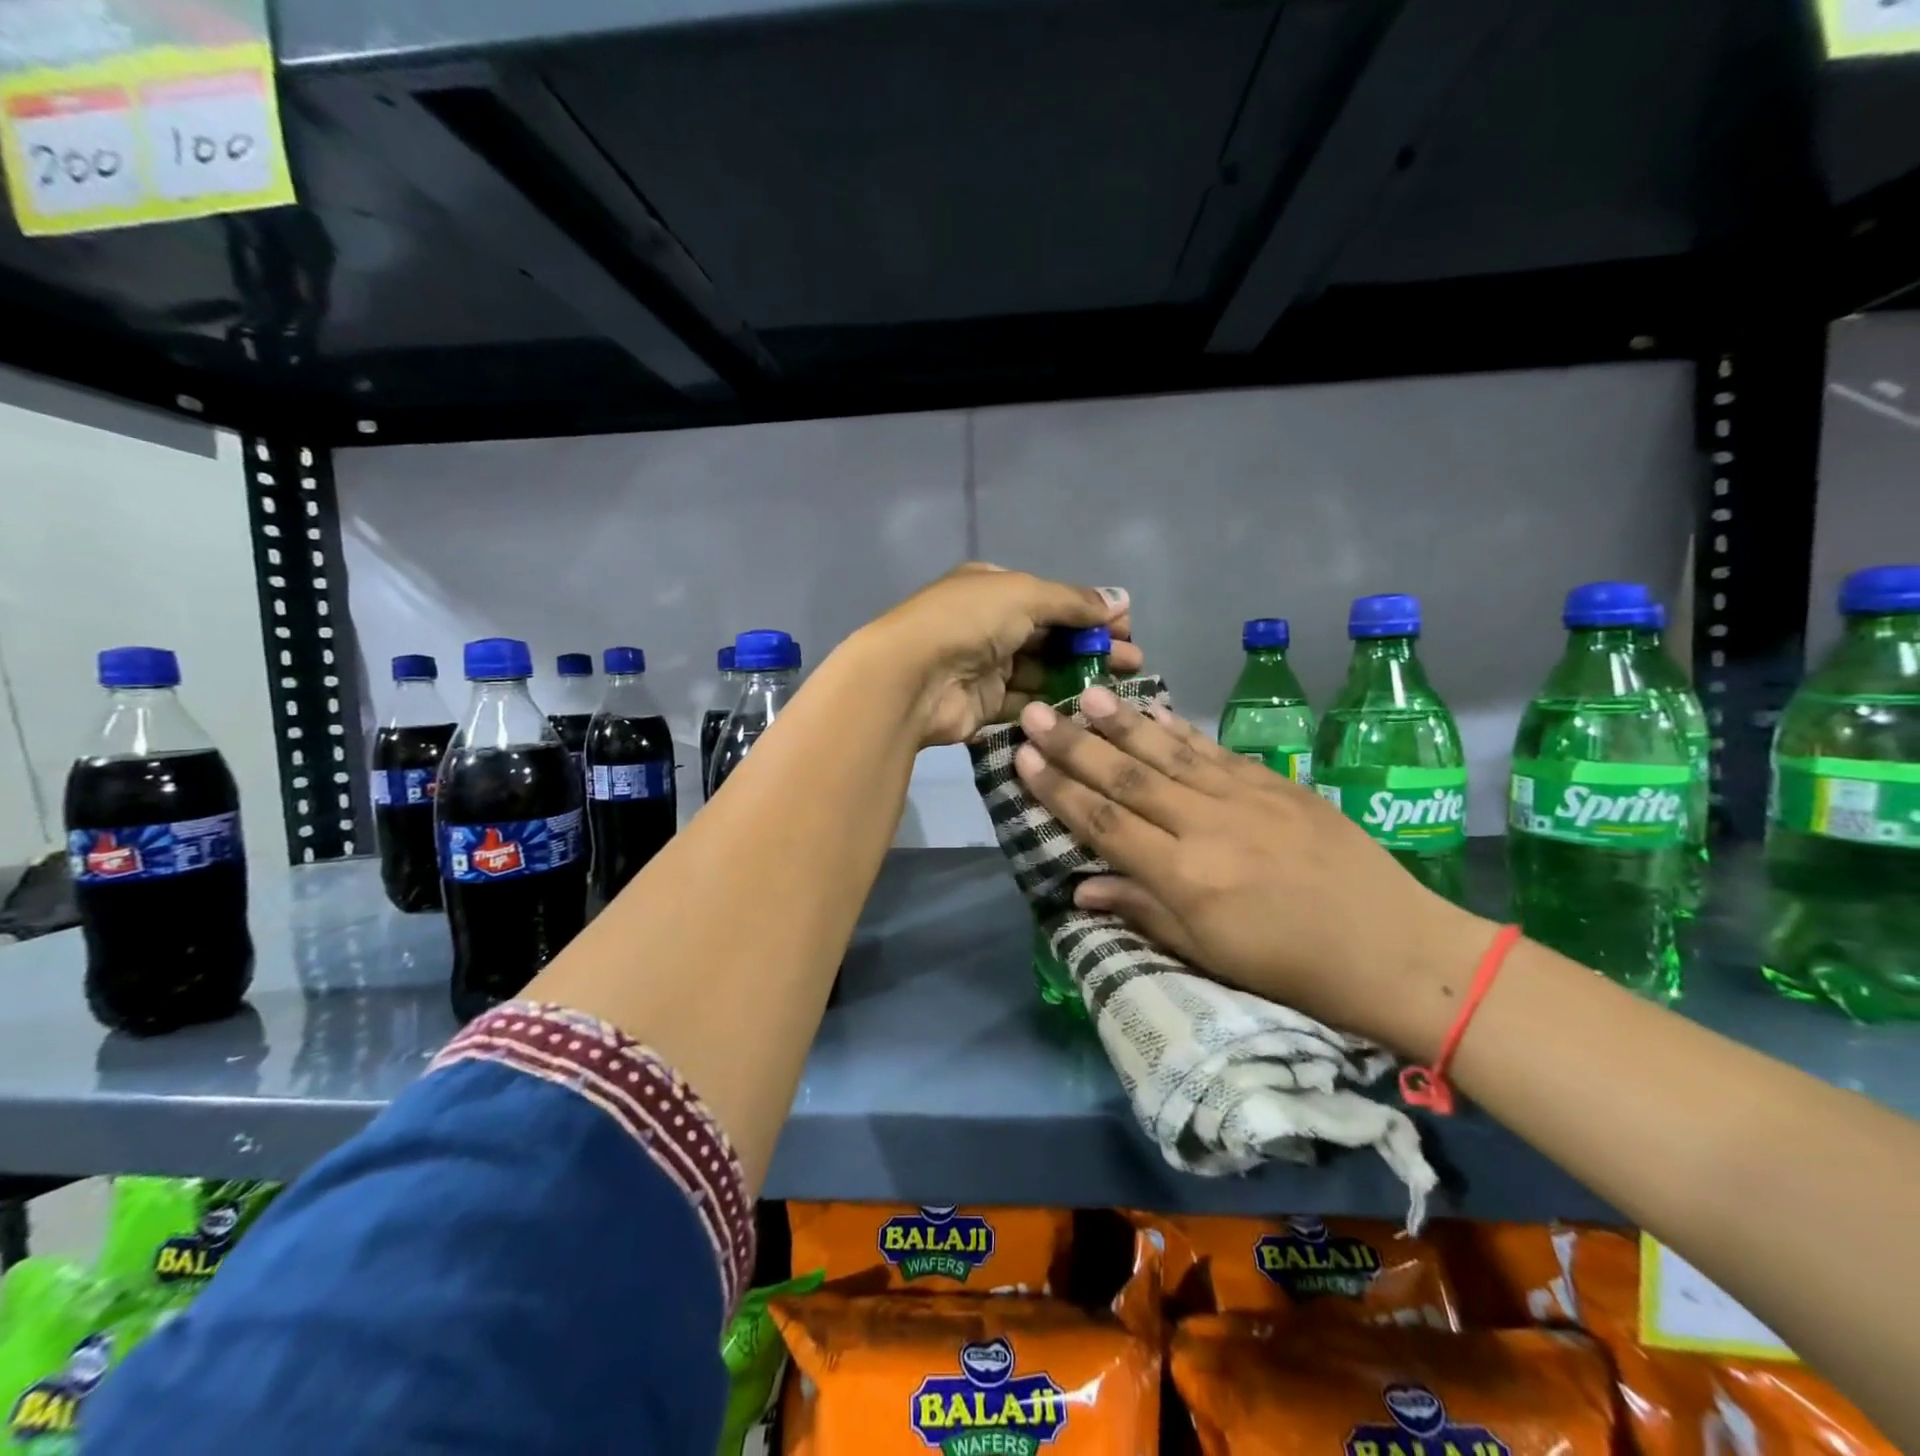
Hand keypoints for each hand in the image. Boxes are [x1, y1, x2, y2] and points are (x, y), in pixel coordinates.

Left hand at [853, 563, 1141, 747]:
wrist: (911, 677)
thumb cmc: (968, 621)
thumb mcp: (1025, 594)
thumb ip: (1072, 601)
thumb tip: (1119, 599)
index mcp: (994, 589)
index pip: (1051, 599)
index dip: (1089, 612)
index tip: (1126, 628)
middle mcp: (989, 625)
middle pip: (1051, 637)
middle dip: (1092, 646)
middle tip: (1133, 662)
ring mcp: (985, 667)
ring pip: (1042, 672)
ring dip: (1079, 677)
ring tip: (1119, 688)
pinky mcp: (984, 705)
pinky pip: (1026, 703)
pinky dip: (1053, 704)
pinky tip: (1087, 709)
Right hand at [1012, 685, 1494, 1055]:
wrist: (1394, 948)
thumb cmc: (1291, 967)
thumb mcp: (1208, 953)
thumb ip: (1141, 910)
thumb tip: (1080, 888)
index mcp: (1185, 876)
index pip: (1104, 822)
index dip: (1058, 789)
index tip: (1023, 758)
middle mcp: (1207, 826)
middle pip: (1127, 776)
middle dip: (1074, 744)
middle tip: (1035, 711)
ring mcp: (1245, 797)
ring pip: (1168, 751)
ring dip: (1122, 721)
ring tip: (1086, 694)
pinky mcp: (1277, 783)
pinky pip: (1214, 750)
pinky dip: (1178, 728)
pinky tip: (1153, 709)